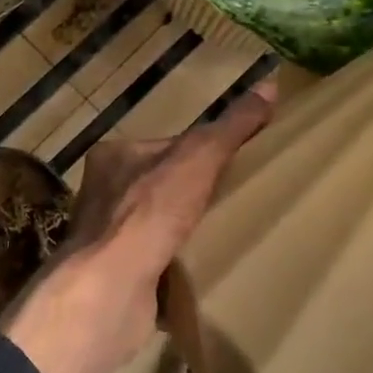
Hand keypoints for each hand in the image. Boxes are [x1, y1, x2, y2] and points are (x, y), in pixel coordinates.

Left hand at [1, 82, 275, 372]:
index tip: (235, 164)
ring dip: (187, 231)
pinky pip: (156, 261)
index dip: (202, 152)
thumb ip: (232, 126)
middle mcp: (102, 193)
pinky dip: (179, 264)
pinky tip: (205, 267)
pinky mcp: (116, 275)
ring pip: (158, 225)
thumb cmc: (150, 212)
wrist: (110, 289)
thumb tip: (270, 84)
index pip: (167, 145)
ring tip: (227, 234)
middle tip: (237, 200)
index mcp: (114, 156)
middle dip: (196, 194)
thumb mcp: (199, 158)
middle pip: (162, 185)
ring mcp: (106, 237)